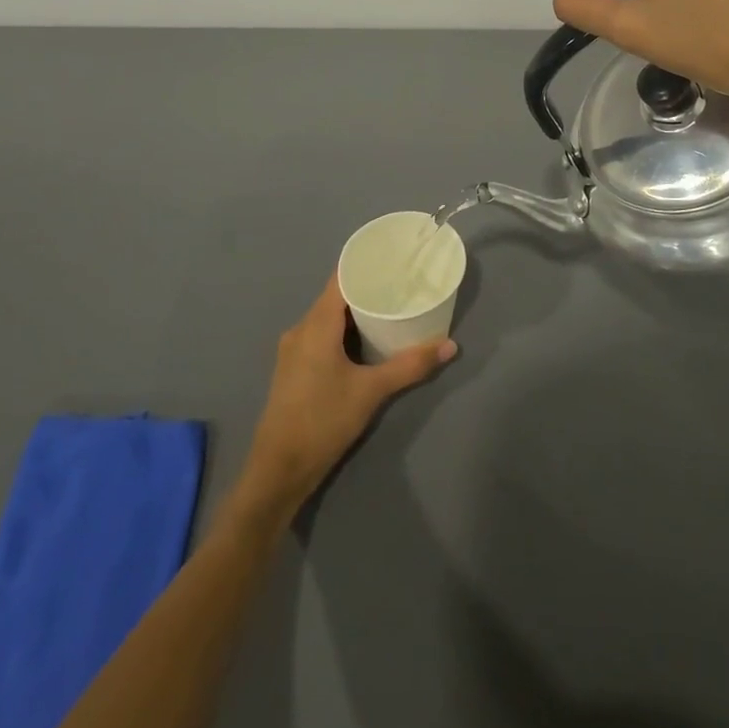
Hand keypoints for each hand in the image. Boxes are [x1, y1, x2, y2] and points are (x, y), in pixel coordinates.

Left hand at [236, 274, 456, 517]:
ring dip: (355, 313)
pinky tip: (364, 341)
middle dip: (366, 289)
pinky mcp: (293, 369)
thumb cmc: (323, 421)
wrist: (278, 470)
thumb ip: (410, 366)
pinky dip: (342, 331)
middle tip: (400, 284)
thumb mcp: (372, 392)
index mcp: (316, 324)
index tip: (393, 258)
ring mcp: (293, 350)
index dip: (365, 265)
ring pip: (327, 318)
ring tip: (388, 308)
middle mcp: (301, 329)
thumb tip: (450, 346)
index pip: (341, 278)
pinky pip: (320, 335)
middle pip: (335, 297)